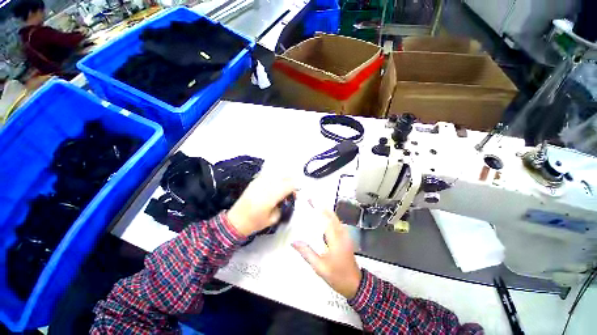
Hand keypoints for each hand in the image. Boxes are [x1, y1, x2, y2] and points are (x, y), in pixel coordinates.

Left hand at [227, 175, 295, 236]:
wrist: (236, 220)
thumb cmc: (256, 222)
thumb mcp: (274, 218)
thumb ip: (284, 205)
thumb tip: (290, 196)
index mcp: (271, 197)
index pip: (289, 185)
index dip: (295, 187)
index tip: (296, 193)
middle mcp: (266, 186)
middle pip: (284, 178)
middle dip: (290, 183)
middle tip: (290, 191)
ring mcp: (259, 182)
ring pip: (277, 175)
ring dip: (283, 180)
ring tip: (282, 188)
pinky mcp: (255, 181)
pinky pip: (269, 175)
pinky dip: (274, 179)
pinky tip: (274, 185)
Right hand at [292, 209, 361, 298]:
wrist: (355, 284)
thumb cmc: (337, 276)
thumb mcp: (319, 267)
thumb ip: (307, 253)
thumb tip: (294, 242)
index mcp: (336, 239)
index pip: (326, 219)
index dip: (318, 208)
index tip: (310, 201)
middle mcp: (342, 233)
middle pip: (332, 215)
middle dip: (321, 205)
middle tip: (310, 199)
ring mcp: (345, 235)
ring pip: (335, 217)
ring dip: (325, 209)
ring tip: (314, 205)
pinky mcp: (345, 237)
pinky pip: (337, 222)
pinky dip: (329, 216)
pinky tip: (323, 216)